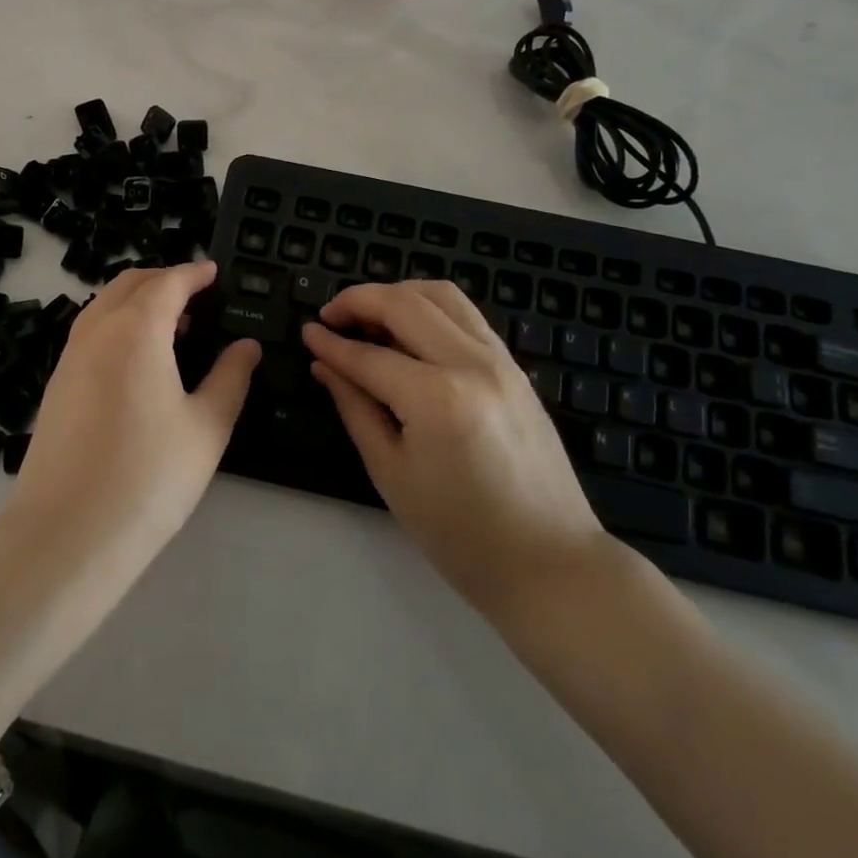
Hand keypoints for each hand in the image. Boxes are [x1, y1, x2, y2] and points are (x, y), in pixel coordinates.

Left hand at [12, 262, 260, 561]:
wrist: (66, 534)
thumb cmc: (149, 476)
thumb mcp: (207, 427)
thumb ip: (230, 377)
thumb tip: (247, 345)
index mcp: (137, 329)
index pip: (168, 282)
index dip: (194, 272)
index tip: (213, 271)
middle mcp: (97, 331)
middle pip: (130, 283)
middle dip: (163, 278)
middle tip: (195, 294)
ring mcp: (69, 357)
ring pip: (104, 305)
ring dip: (137, 300)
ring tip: (170, 325)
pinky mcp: (55, 385)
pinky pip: (89, 332)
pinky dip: (117, 324)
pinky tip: (136, 360)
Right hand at [302, 280, 612, 617]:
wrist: (550, 562)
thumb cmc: (460, 533)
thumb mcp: (391, 473)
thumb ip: (355, 407)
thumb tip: (324, 365)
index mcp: (436, 398)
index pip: (369, 356)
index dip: (331, 343)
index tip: (306, 331)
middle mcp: (471, 363)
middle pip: (404, 304)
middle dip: (359, 300)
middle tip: (330, 316)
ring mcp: (500, 360)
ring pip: (441, 294)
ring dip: (397, 294)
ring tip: (370, 316)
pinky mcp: (515, 366)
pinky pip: (466, 315)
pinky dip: (430, 307)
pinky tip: (410, 330)